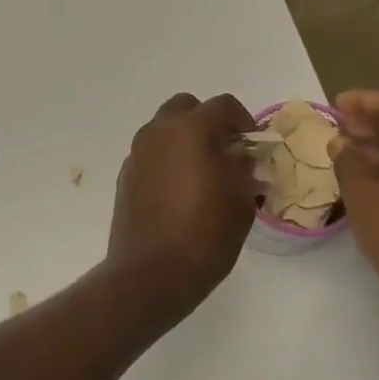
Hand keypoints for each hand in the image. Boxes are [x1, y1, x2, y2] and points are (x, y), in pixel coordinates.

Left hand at [107, 93, 257, 316]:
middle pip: (187, 107)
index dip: (244, 121)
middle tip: (225, 151)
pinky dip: (167, 160)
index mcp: (191, 130)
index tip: (252, 146)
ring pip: (164, 129)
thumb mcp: (241, 202)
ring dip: (185, 140)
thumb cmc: (205, 236)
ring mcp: (137, 153)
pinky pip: (151, 154)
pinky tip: (178, 191)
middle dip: (208, 122)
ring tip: (202, 173)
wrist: (150, 274)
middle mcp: (159, 133)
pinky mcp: (125, 176)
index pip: (223, 105)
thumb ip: (244, 170)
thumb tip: (241, 158)